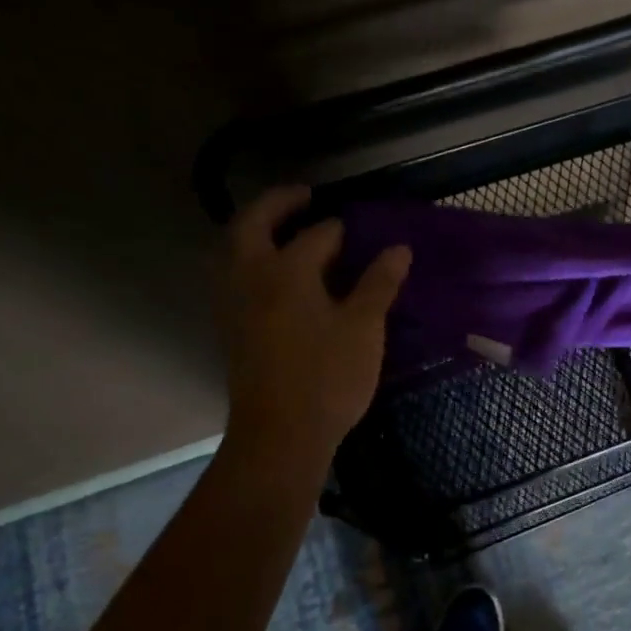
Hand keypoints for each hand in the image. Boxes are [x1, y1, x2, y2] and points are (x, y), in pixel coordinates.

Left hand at [212, 185, 411, 464]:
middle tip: (303, 195)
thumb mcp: (363, 328)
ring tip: (284, 228)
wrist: (280, 436)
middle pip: (252, 225)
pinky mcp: (231, 329)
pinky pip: (234, 276)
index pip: (317, 235)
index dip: (341, 229)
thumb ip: (379, 283)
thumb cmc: (327, 378)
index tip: (362, 228)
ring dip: (256, 230)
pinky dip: (250, 259)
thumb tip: (398, 248)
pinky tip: (276, 274)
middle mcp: (251, 278)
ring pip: (234, 250)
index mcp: (285, 271)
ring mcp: (234, 304)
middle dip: (276, 204)